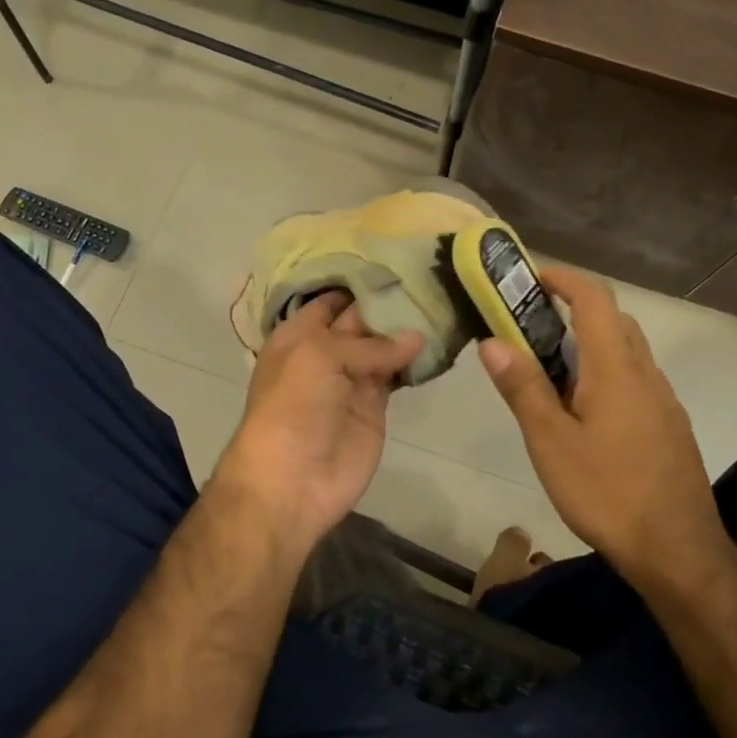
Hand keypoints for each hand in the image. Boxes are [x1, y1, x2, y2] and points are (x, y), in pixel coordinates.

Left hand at [210, 292, 423, 553]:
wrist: (292, 479)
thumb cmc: (293, 405)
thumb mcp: (319, 356)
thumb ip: (367, 343)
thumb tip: (416, 338)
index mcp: (299, 334)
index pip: (331, 297)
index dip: (358, 280)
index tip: (398, 258)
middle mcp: (325, 351)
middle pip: (360, 319)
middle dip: (389, 300)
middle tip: (432, 275)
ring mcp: (352, 379)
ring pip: (382, 345)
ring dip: (407, 329)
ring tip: (444, 301)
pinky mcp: (376, 405)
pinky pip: (397, 374)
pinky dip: (415, 360)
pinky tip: (440, 340)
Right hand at [478, 267, 728, 582]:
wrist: (677, 551)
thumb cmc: (606, 492)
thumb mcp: (550, 441)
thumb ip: (523, 387)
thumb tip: (492, 341)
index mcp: (616, 368)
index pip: (595, 298)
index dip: (563, 278)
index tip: (529, 278)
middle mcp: (645, 374)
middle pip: (613, 320)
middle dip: (571, 310)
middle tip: (528, 327)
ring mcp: (662, 401)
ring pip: (625, 352)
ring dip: (588, 344)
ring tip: (546, 370)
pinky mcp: (668, 426)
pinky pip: (634, 380)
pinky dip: (604, 373)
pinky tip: (582, 411)